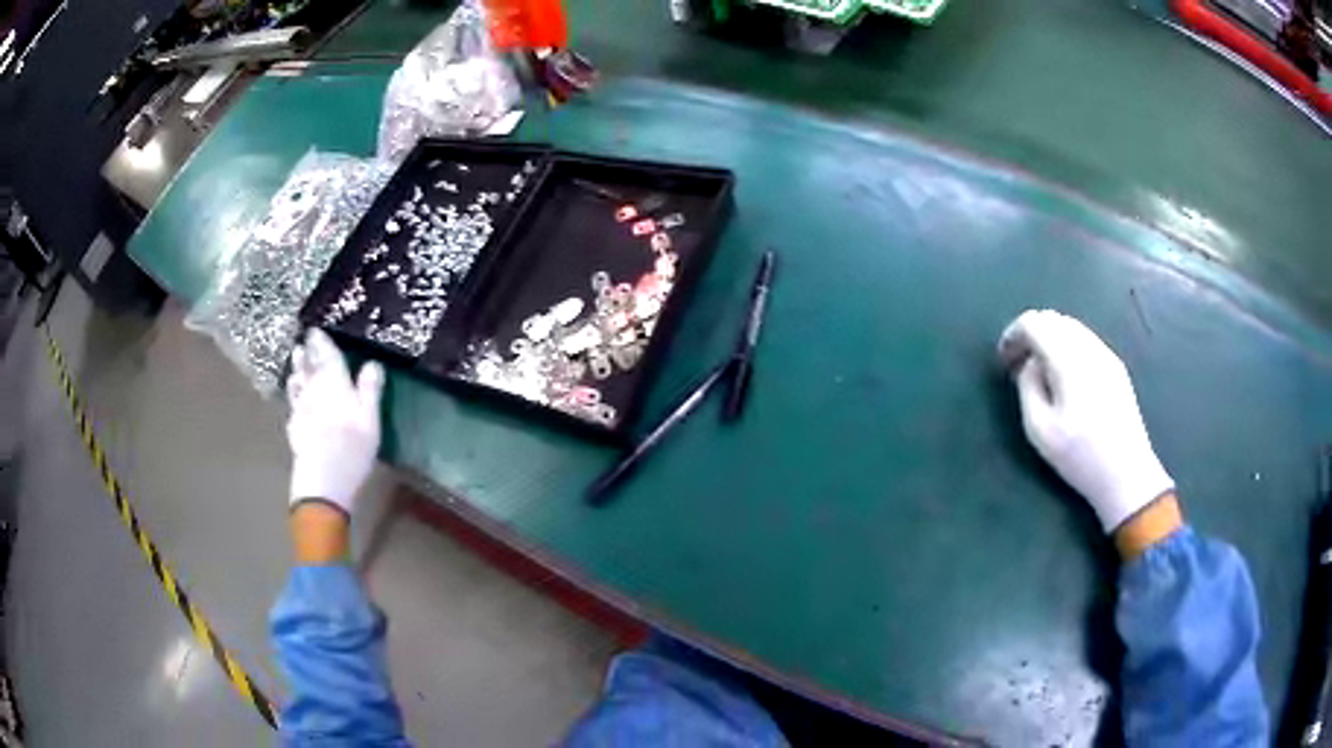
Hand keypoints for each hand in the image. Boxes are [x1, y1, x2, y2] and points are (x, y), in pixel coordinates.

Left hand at [286, 329, 384, 514]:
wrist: (323, 481)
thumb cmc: (352, 449)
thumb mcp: (371, 419)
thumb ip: (370, 389)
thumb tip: (372, 363)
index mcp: (335, 384)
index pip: (327, 356)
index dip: (322, 342)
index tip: (316, 330)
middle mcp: (314, 391)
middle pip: (310, 367)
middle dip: (308, 352)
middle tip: (304, 340)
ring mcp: (301, 409)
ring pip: (298, 383)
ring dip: (297, 368)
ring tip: (295, 357)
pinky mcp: (294, 428)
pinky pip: (293, 404)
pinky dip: (293, 394)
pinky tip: (293, 397)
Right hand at [999, 310, 1173, 532]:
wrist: (1126, 474)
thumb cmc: (1079, 456)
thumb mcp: (1039, 430)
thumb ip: (1027, 387)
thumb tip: (1028, 363)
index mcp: (1068, 360)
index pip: (1034, 323)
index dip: (1013, 334)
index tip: (1004, 359)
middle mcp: (1088, 347)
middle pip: (1053, 319)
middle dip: (1031, 334)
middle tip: (1018, 364)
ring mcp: (1106, 354)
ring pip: (1071, 327)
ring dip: (1050, 339)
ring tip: (1040, 371)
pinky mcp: (1116, 366)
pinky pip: (1085, 341)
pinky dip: (1067, 347)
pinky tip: (1065, 377)